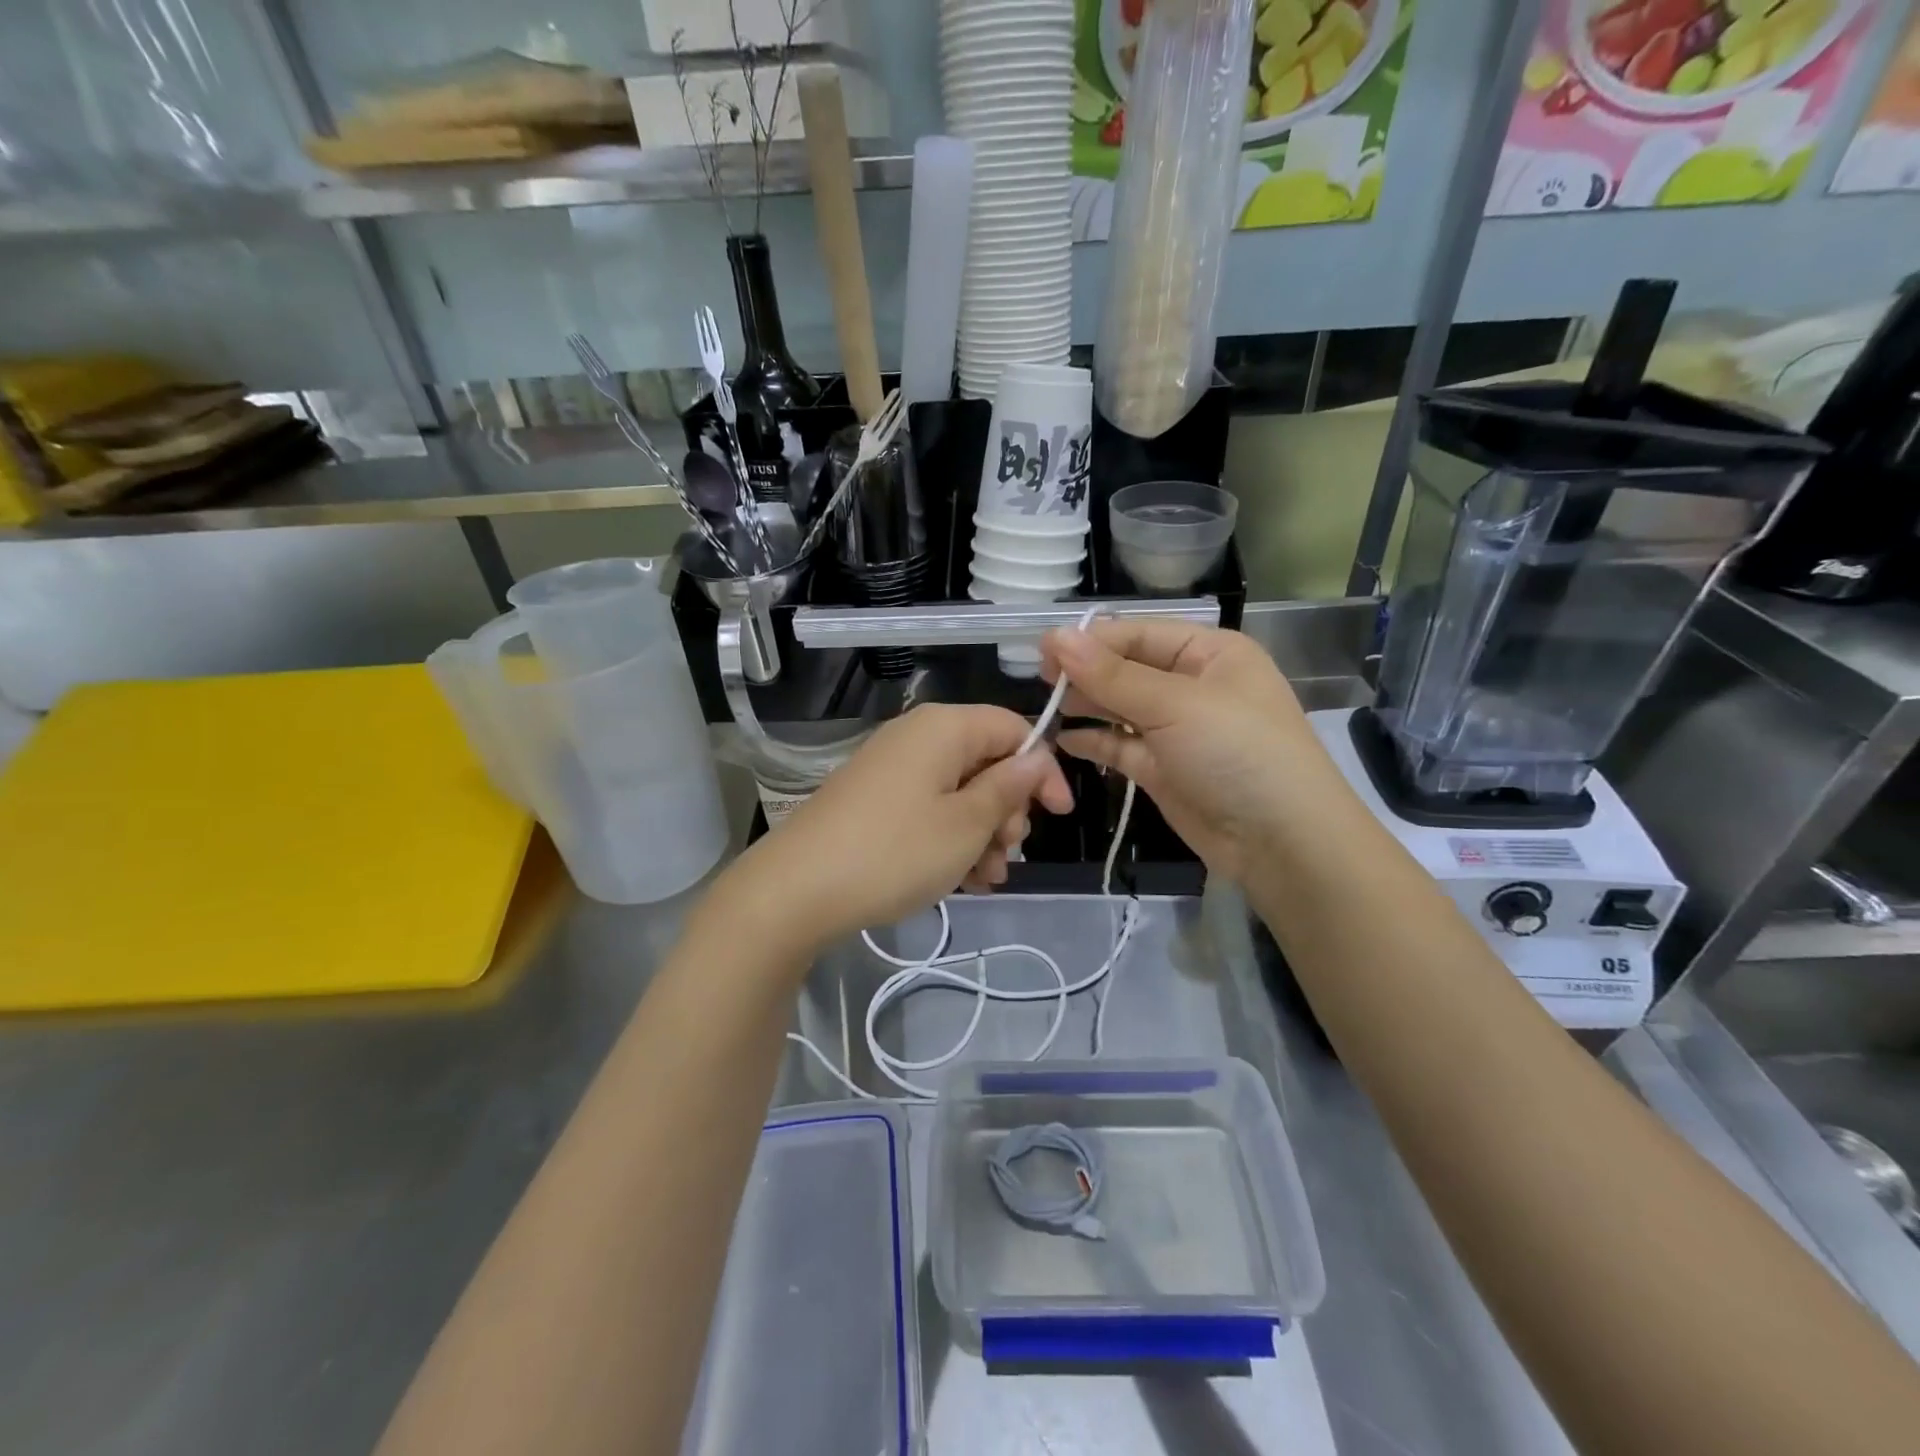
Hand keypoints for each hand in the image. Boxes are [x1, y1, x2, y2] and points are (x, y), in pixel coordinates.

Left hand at [726, 704, 1073, 952]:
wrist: (796, 890)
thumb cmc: (895, 851)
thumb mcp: (966, 824)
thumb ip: (1008, 788)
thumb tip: (1036, 757)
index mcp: (943, 728)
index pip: (1013, 729)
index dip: (1042, 770)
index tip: (1059, 816)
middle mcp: (917, 738)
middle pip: (985, 762)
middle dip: (1008, 811)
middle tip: (1008, 854)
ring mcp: (891, 770)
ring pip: (959, 792)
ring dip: (982, 834)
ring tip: (985, 879)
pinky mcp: (874, 801)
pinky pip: (929, 810)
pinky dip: (950, 840)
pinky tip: (960, 881)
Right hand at [1041, 620, 1326, 882]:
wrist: (1281, 843)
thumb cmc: (1236, 753)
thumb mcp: (1175, 705)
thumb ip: (1112, 674)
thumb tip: (1054, 637)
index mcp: (1209, 653)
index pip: (1139, 633)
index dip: (1092, 640)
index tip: (1042, 651)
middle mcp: (1192, 685)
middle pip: (1127, 668)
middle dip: (1086, 672)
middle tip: (1039, 680)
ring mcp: (1176, 729)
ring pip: (1120, 707)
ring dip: (1086, 704)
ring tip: (1046, 706)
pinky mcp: (1162, 769)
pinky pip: (1120, 745)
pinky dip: (1093, 741)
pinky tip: (1062, 738)